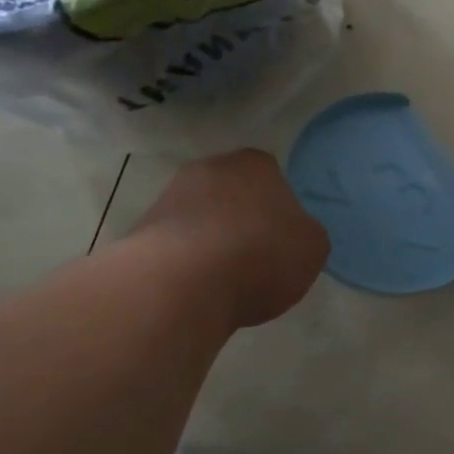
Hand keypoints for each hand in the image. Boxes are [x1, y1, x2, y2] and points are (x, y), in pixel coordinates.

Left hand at [129, 149, 328, 328]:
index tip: (282, 237)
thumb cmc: (260, 255)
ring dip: (211, 241)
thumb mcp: (312, 247)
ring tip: (226, 280)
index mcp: (255, 164)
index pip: (272, 176)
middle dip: (242, 219)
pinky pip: (176, 245)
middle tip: (257, 256)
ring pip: (201, 218)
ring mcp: (169, 198)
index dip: (279, 207)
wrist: (181, 284)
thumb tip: (291, 235)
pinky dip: (186, 263)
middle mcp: (209, 168)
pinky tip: (197, 289)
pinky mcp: (141, 231)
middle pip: (232, 193)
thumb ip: (305, 234)